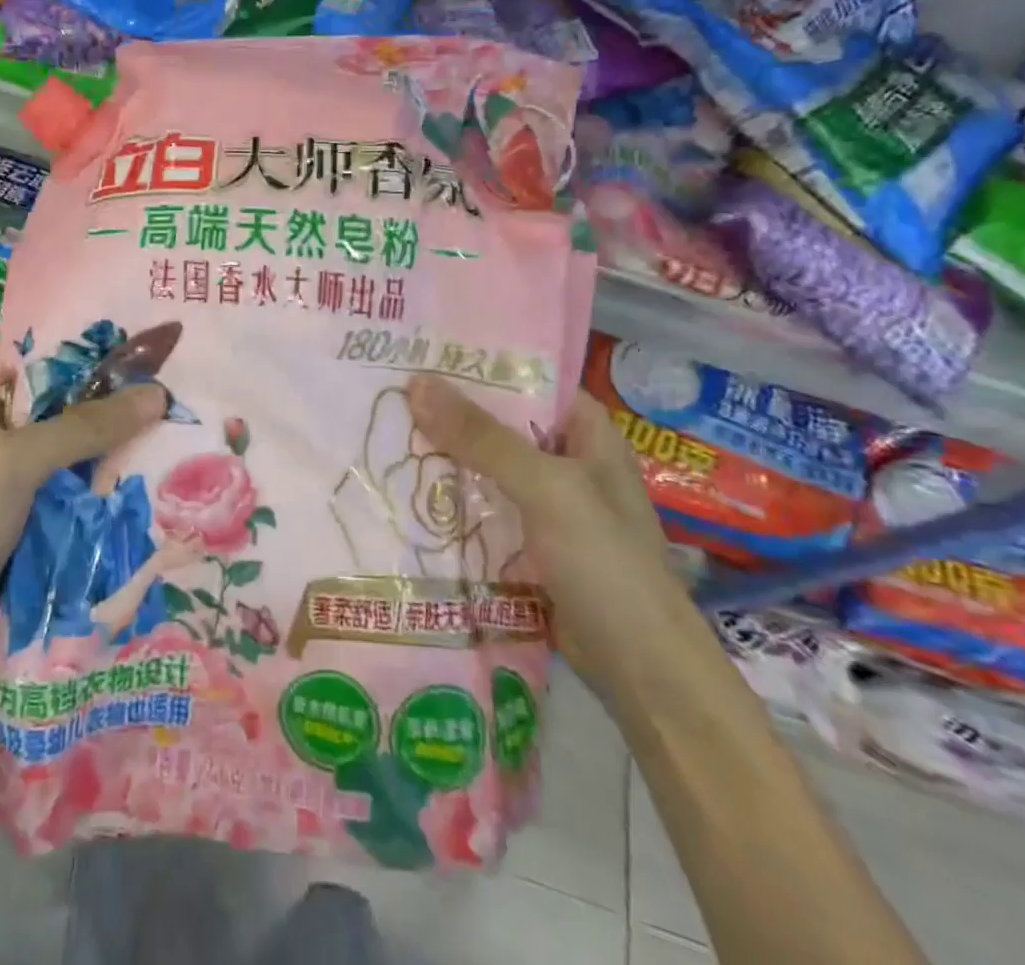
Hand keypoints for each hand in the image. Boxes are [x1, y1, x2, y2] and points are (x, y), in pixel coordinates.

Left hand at [0, 346, 164, 672]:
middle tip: (162, 376)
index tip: (126, 330)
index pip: (20, 348)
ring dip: (107, 440)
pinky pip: (67, 489)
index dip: (69, 335)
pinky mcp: (19, 520)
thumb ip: (84, 426)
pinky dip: (99, 483)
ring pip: (64, 447)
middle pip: (51, 399)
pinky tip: (146, 473)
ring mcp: (2, 479)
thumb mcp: (15, 463)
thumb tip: (157, 393)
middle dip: (102, 392)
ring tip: (169, 417)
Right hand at [405, 375, 696, 704]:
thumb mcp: (546, 488)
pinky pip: (482, 508)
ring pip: (485, 467)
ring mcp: (546, 505)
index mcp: (585, 432)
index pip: (526, 378)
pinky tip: (404, 491)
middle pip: (499, 423)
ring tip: (381, 433)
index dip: (476, 365)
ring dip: (443, 457)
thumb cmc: (606, 563)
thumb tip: (415, 383)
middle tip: (385, 392)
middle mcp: (565, 460)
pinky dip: (450, 500)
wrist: (643, 672)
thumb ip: (482, 437)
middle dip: (447, 412)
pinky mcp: (528, 544)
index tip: (419, 352)